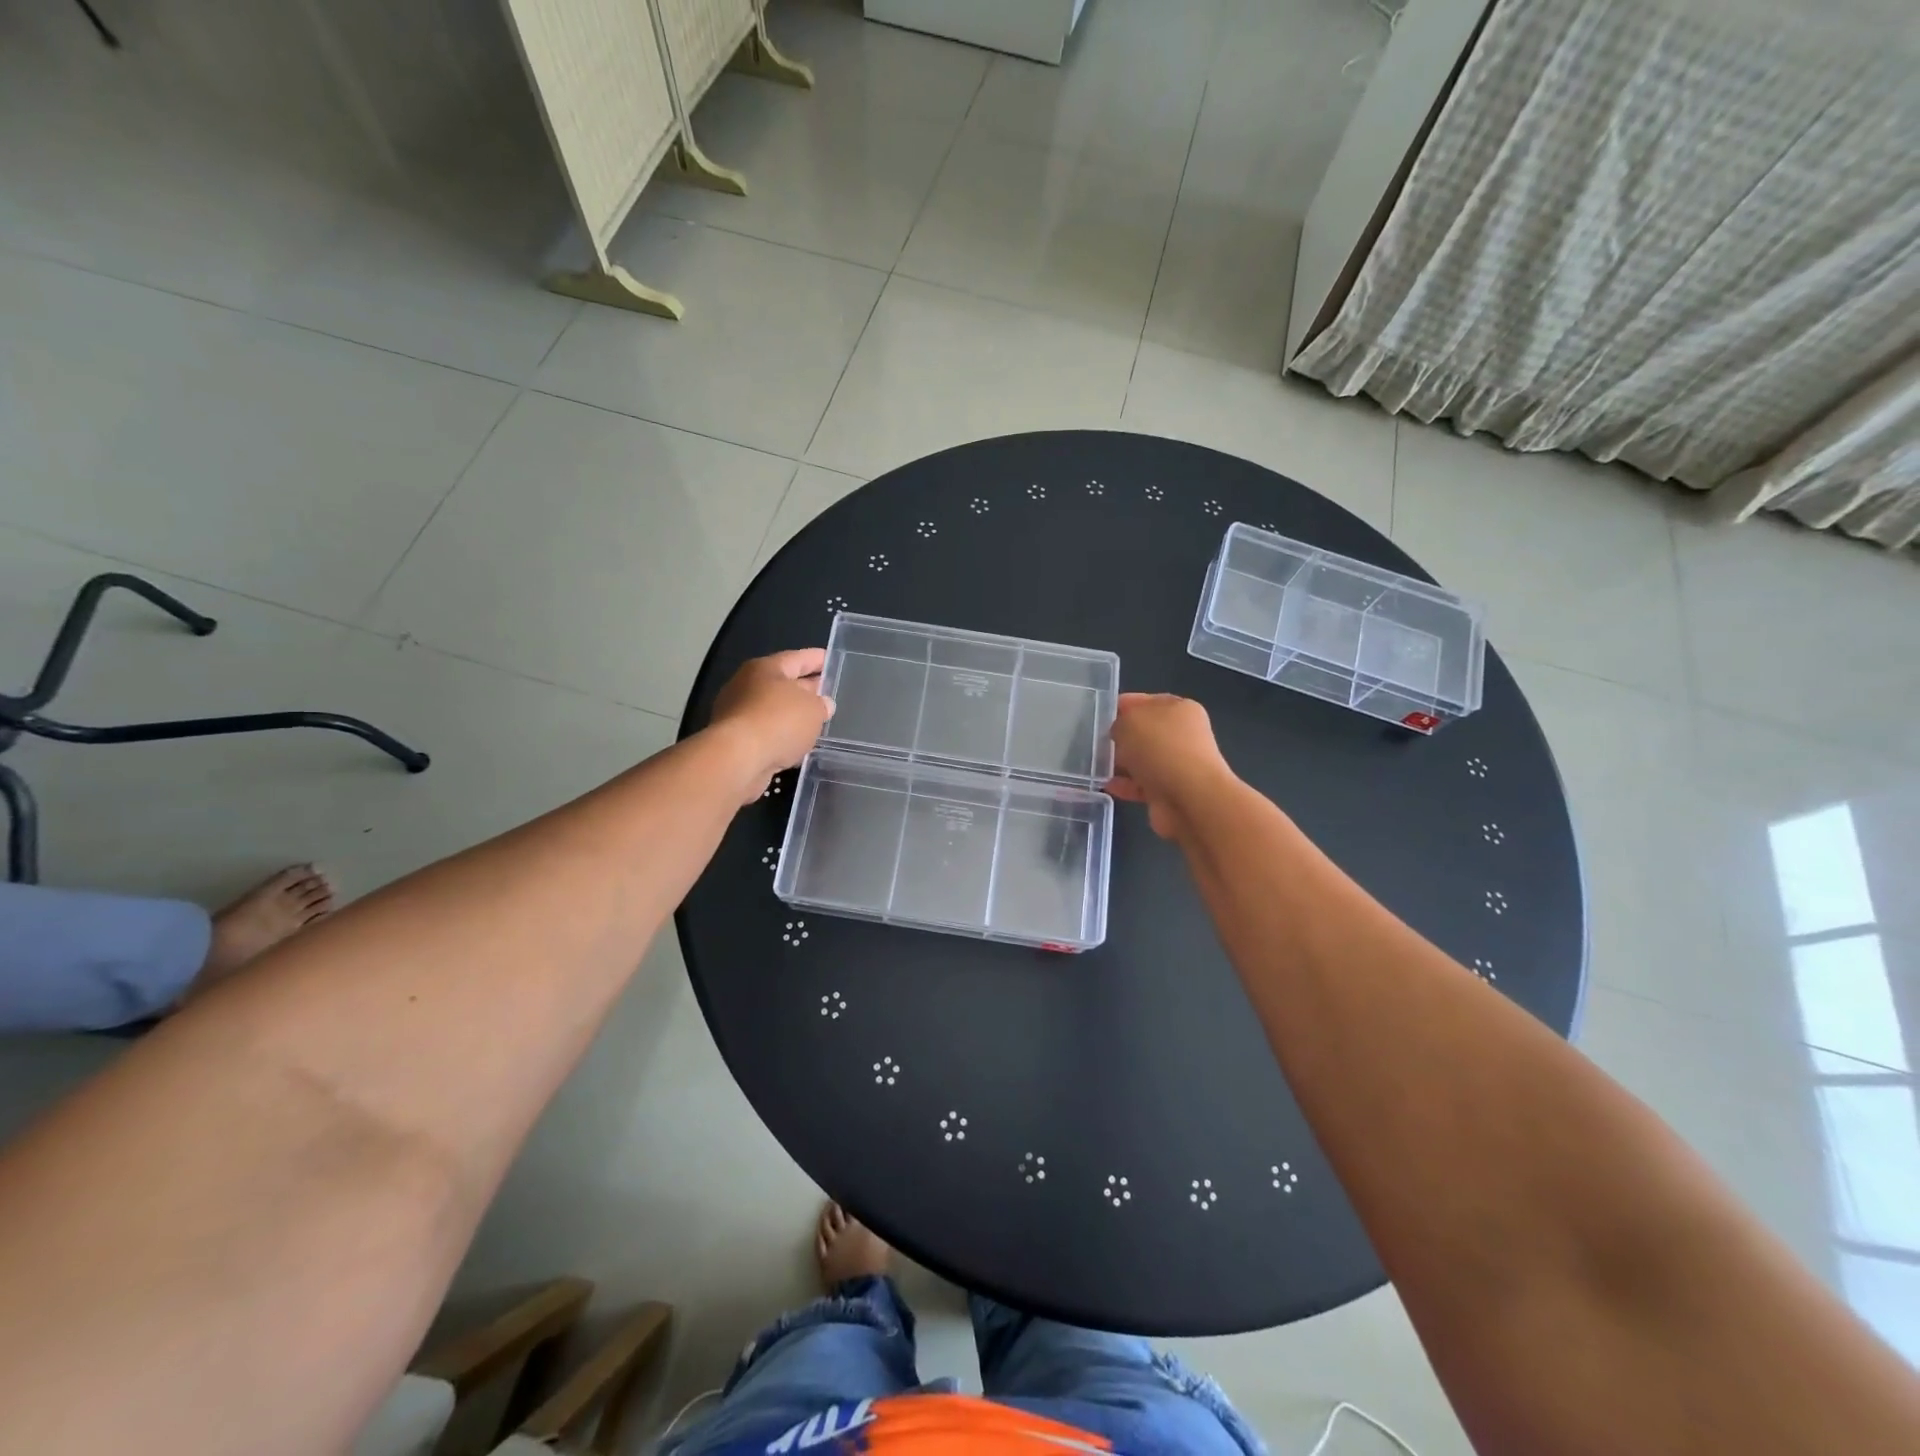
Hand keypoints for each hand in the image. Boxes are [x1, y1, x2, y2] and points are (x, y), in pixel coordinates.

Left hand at [709, 649, 834, 803]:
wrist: (738, 759)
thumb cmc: (779, 721)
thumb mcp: (813, 709)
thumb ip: (821, 705)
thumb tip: (823, 704)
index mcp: (766, 668)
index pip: (797, 658)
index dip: (817, 659)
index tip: (832, 662)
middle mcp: (747, 686)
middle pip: (783, 683)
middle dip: (806, 689)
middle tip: (828, 694)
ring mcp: (738, 713)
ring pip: (774, 710)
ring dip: (794, 716)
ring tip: (817, 723)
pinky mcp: (736, 740)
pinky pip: (767, 733)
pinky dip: (782, 737)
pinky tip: (798, 746)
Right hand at [1106, 692, 1237, 840]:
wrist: (1189, 800)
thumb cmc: (1161, 749)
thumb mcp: (1130, 721)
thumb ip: (1120, 722)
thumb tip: (1119, 733)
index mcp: (1179, 709)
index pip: (1145, 701)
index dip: (1121, 706)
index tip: (1097, 716)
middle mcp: (1181, 735)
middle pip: (1143, 732)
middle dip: (1119, 738)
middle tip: (1094, 742)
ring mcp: (1177, 765)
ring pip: (1141, 759)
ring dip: (1121, 763)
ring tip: (1095, 765)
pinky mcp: (1169, 791)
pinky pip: (1140, 785)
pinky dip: (1125, 785)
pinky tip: (1106, 785)